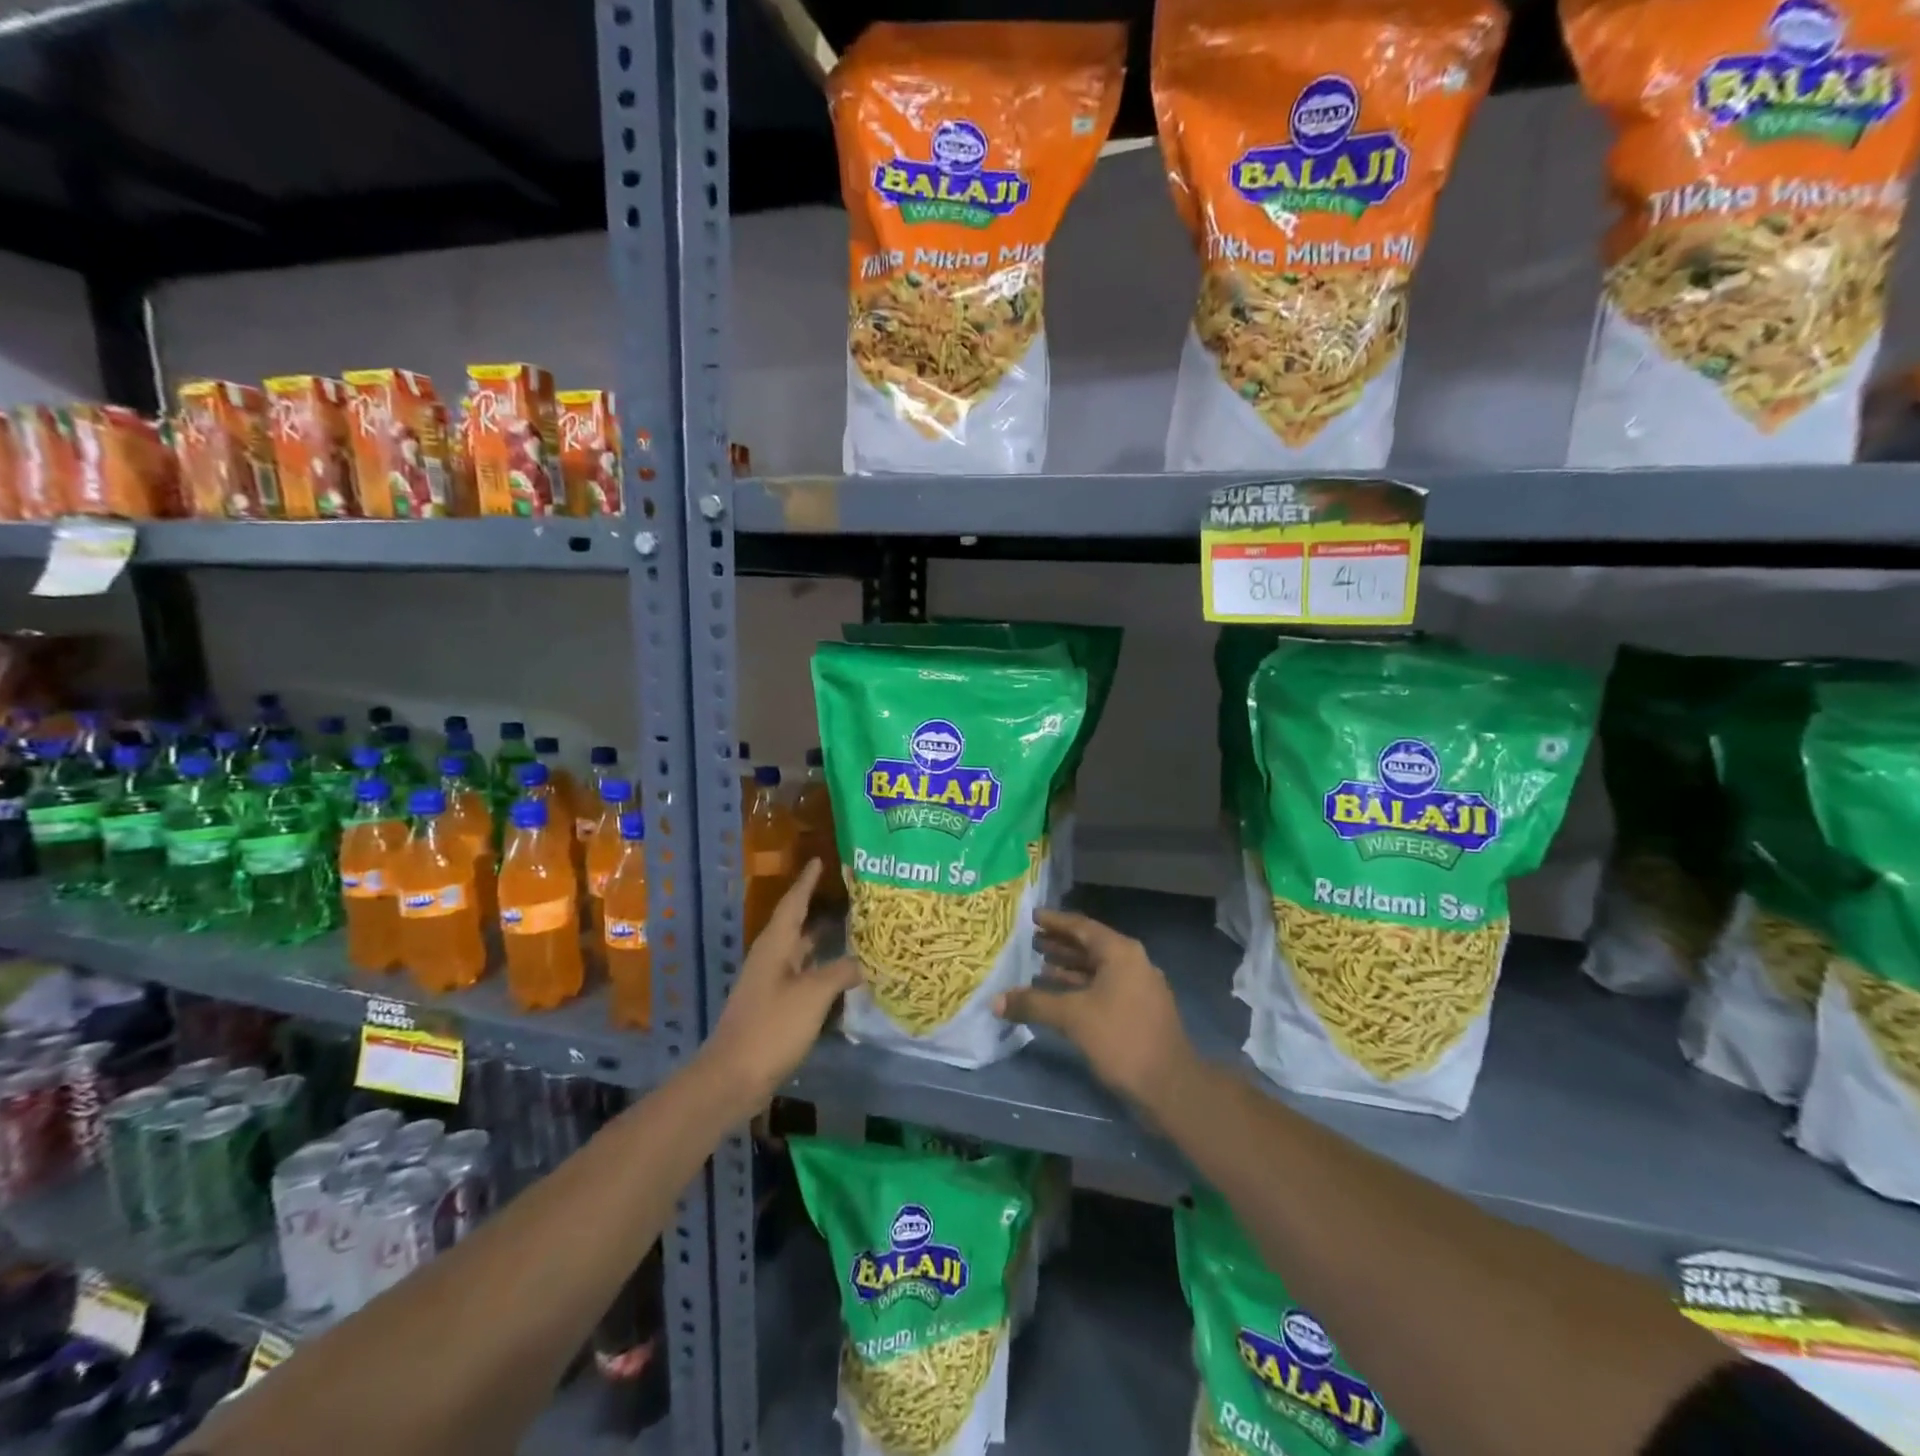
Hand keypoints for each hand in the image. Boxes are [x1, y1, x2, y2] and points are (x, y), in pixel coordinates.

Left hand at [701, 859, 859, 1107]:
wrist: (733, 1077)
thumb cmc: (772, 1026)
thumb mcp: (813, 995)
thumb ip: (841, 971)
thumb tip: (865, 960)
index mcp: (775, 945)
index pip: (794, 902)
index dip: (808, 881)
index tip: (820, 860)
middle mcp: (771, 957)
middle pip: (797, 924)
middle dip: (820, 908)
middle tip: (851, 895)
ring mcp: (771, 983)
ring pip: (801, 952)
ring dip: (822, 940)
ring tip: (853, 928)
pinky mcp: (775, 1006)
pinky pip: (803, 975)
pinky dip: (822, 968)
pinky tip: (842, 973)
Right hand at [994, 909, 1201, 1116]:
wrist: (1170, 1085)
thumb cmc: (1121, 1039)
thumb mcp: (1072, 1017)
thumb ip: (1033, 1004)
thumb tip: (995, 1000)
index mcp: (1121, 953)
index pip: (1082, 927)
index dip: (1055, 921)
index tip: (1032, 917)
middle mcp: (1133, 962)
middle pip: (1090, 946)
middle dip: (1060, 944)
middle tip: (1030, 942)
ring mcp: (1139, 987)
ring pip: (1097, 969)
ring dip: (1069, 967)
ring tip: (1037, 967)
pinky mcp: (1139, 1010)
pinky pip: (1104, 987)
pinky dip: (1081, 987)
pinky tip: (1059, 996)